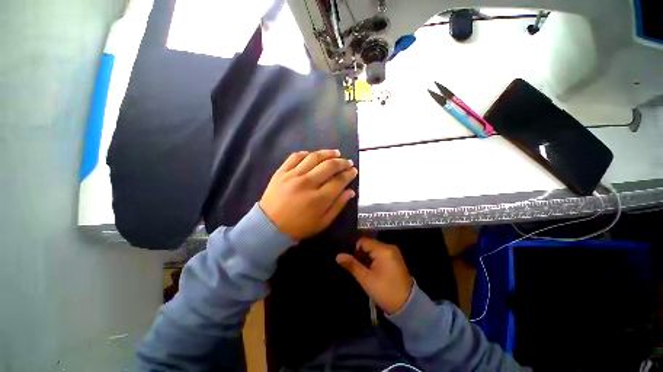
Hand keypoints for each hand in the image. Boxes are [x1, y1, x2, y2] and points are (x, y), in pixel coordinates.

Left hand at [259, 150, 357, 240]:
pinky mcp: (281, 172)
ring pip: (314, 157)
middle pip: (329, 166)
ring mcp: (293, 175)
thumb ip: (338, 206)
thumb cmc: (299, 227)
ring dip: (328, 153)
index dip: (349, 174)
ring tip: (336, 153)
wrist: (269, 226)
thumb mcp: (323, 222)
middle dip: (342, 162)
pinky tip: (313, 155)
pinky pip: (296, 156)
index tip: (354, 171)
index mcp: (319, 199)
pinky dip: (307, 153)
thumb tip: (351, 191)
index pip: (339, 180)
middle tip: (347, 162)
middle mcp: (307, 183)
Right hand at [336, 238, 412, 314]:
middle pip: (369, 244)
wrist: (407, 306)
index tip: (353, 263)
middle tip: (359, 269)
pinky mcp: (395, 258)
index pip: (363, 241)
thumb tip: (338, 256)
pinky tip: (373, 271)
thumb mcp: (366, 279)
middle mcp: (389, 247)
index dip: (355, 250)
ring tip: (365, 271)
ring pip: (374, 249)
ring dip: (367, 258)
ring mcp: (393, 252)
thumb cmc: (385, 291)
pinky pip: (380, 254)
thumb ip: (352, 265)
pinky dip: (374, 260)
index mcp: (383, 249)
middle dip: (361, 255)